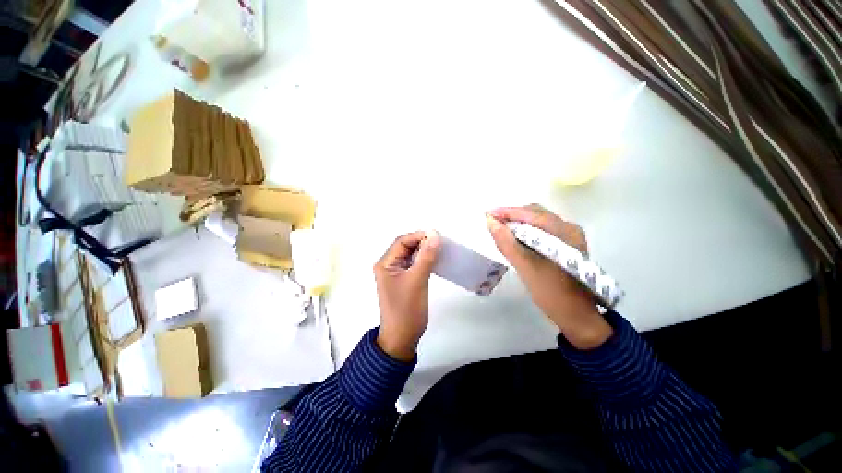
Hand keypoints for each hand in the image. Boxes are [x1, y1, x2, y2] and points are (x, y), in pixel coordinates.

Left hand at [374, 230, 440, 360]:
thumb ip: (426, 257)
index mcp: (385, 263)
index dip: (419, 236)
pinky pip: (415, 264)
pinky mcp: (405, 280)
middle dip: (423, 242)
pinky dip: (425, 260)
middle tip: (441, 242)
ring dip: (425, 251)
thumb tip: (435, 235)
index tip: (438, 236)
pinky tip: (436, 260)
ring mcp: (397, 273)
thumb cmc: (407, 309)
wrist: (403, 337)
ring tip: (441, 249)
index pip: (402, 241)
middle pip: (406, 247)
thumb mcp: (417, 280)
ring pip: (412, 255)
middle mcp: (389, 265)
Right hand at [486, 205, 612, 349]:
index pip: (530, 213)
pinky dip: (526, 231)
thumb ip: (507, 243)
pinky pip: (541, 229)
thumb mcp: (525, 267)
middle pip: (535, 213)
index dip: (506, 212)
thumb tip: (491, 222)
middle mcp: (569, 227)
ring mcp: (570, 235)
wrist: (576, 315)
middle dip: (512, 216)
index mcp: (563, 232)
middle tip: (492, 223)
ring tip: (500, 229)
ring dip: (518, 223)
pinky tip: (515, 238)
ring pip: (538, 220)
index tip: (487, 214)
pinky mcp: (566, 244)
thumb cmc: (552, 293)